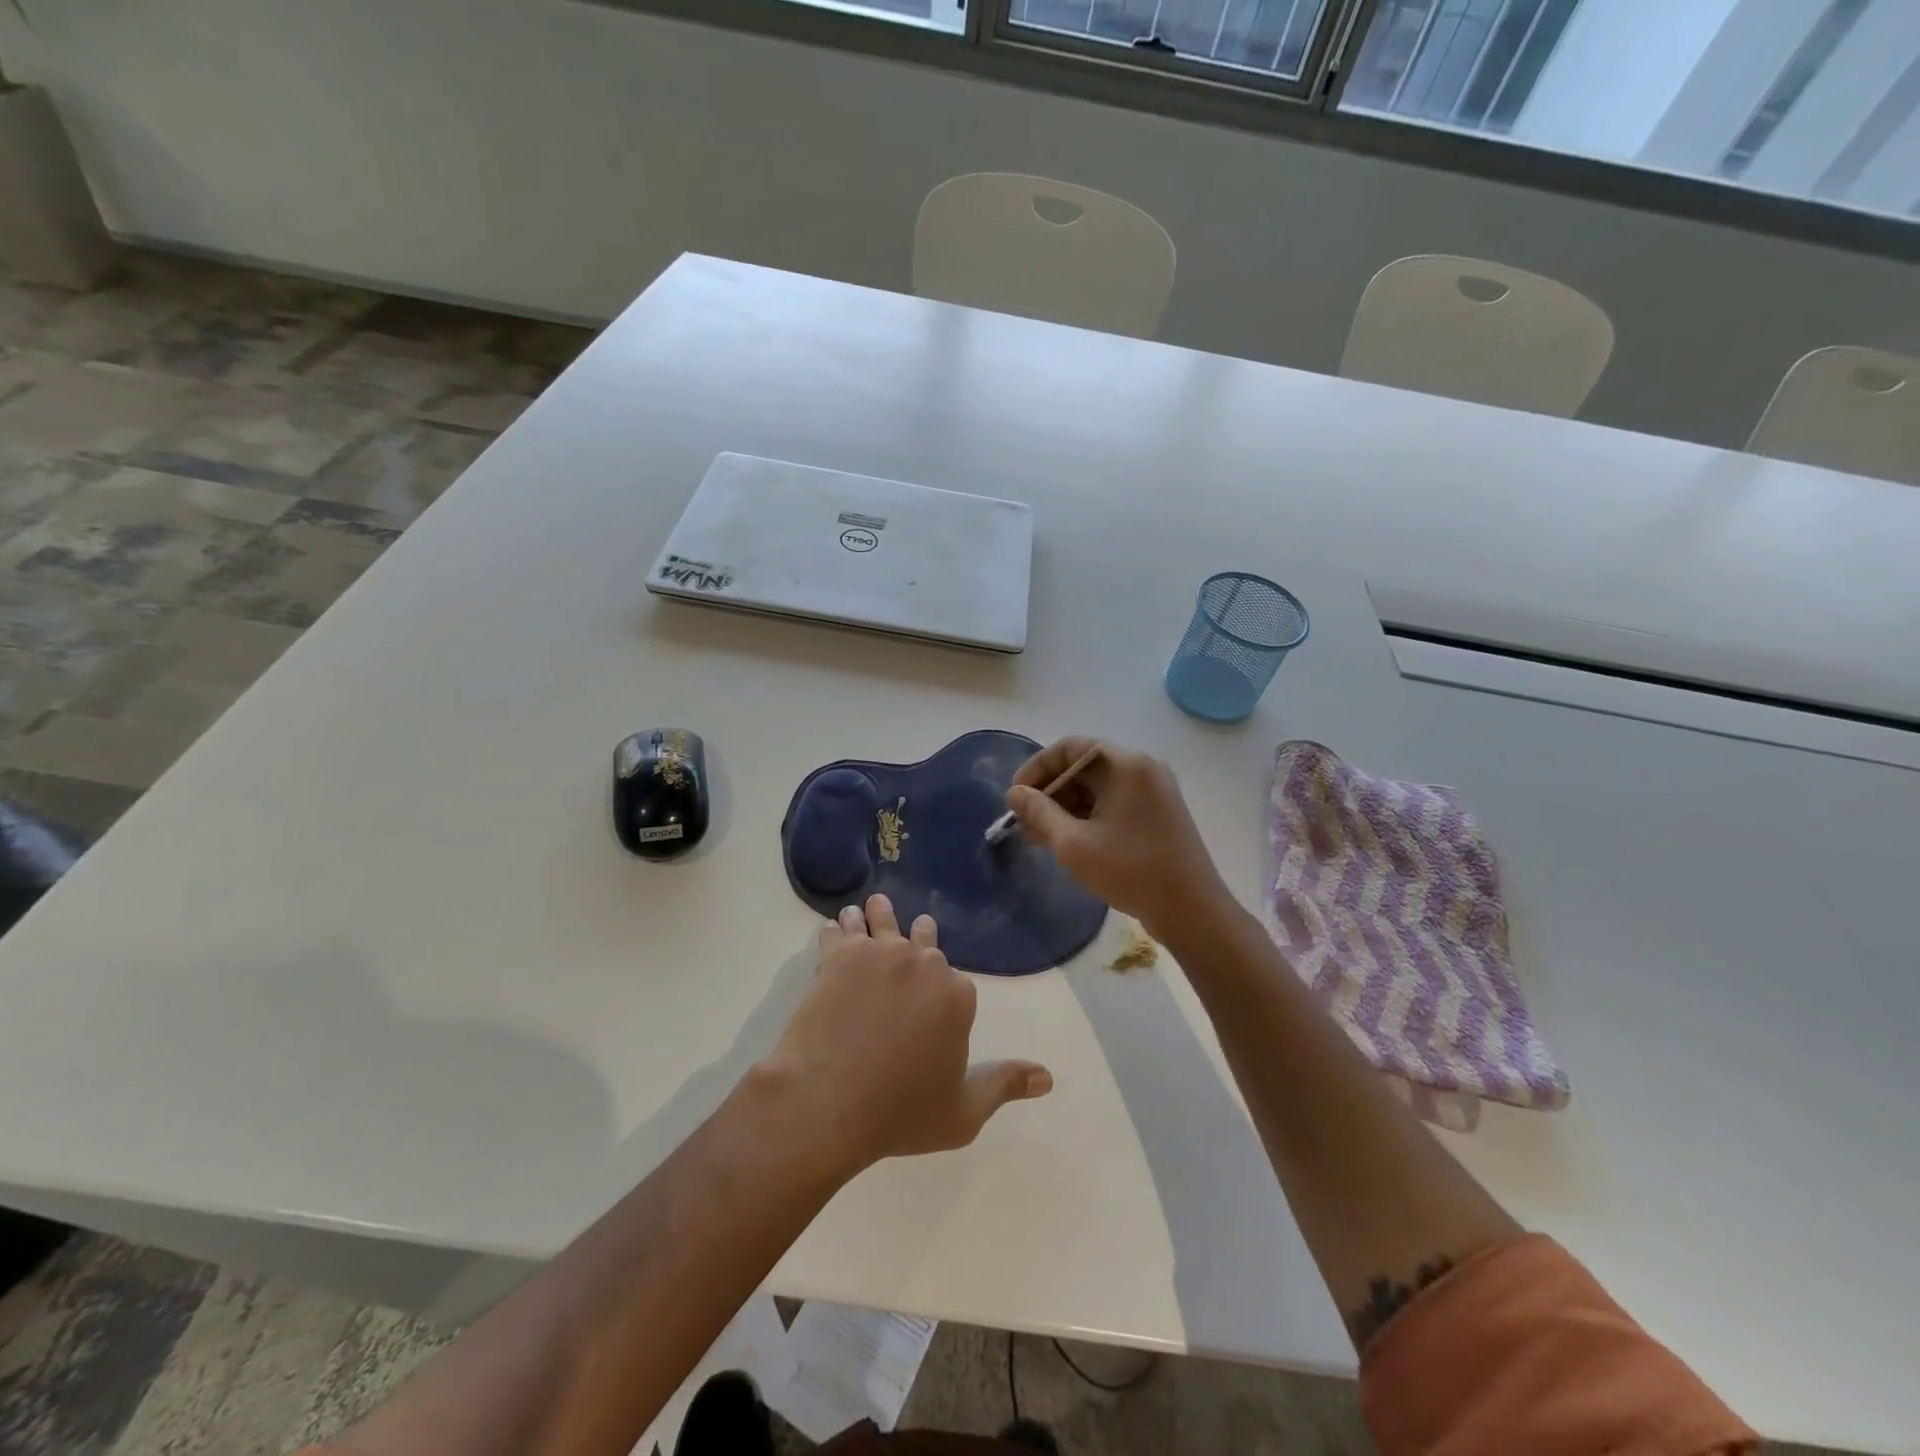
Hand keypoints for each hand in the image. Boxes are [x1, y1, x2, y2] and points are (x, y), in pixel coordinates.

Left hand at [760, 894, 1051, 1177]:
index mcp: (958, 995)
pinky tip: (834, 925)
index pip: (957, 982)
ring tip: (869, 908)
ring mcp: (880, 954)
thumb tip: (1048, 1077)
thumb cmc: (900, 1113)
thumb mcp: (964, 1114)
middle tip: (911, 932)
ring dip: (877, 915)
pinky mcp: (840, 956)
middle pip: (923, 941)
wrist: (829, 1102)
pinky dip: (838, 927)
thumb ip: (1005, 1085)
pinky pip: (839, 932)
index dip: (944, 992)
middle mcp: (924, 963)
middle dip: (918, 938)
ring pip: (881, 922)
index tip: (933, 998)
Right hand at [1007, 737, 1233, 940]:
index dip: (1037, 768)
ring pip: (1099, 786)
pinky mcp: (1160, 812)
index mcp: (1125, 765)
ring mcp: (1155, 791)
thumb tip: (1015, 793)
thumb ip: (1039, 813)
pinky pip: (1115, 801)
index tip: (1016, 798)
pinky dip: (1090, 815)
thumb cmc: (1130, 871)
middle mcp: (1143, 768)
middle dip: (1050, 792)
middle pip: (1084, 765)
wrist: (1192, 911)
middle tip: (1026, 824)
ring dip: (1067, 806)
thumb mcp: (1073, 844)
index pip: (1070, 747)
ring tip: (1044, 838)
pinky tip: (1072, 842)